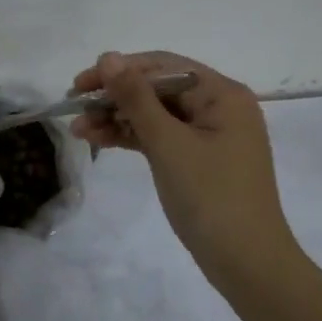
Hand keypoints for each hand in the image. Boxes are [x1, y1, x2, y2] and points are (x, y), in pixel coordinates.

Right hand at [70, 51, 300, 284]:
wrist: (247, 263)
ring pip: (156, 114)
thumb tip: (108, 56)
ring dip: (118, 118)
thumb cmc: (211, 197)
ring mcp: (210, 134)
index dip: (119, 71)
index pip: (162, 67)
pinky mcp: (199, 159)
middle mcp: (219, 106)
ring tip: (79, 131)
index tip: (79, 86)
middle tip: (74, 110)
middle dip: (115, 98)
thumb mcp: (168, 143)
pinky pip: (161, 137)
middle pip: (158, 89)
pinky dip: (133, 137)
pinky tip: (101, 140)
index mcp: (222, 93)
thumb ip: (136, 98)